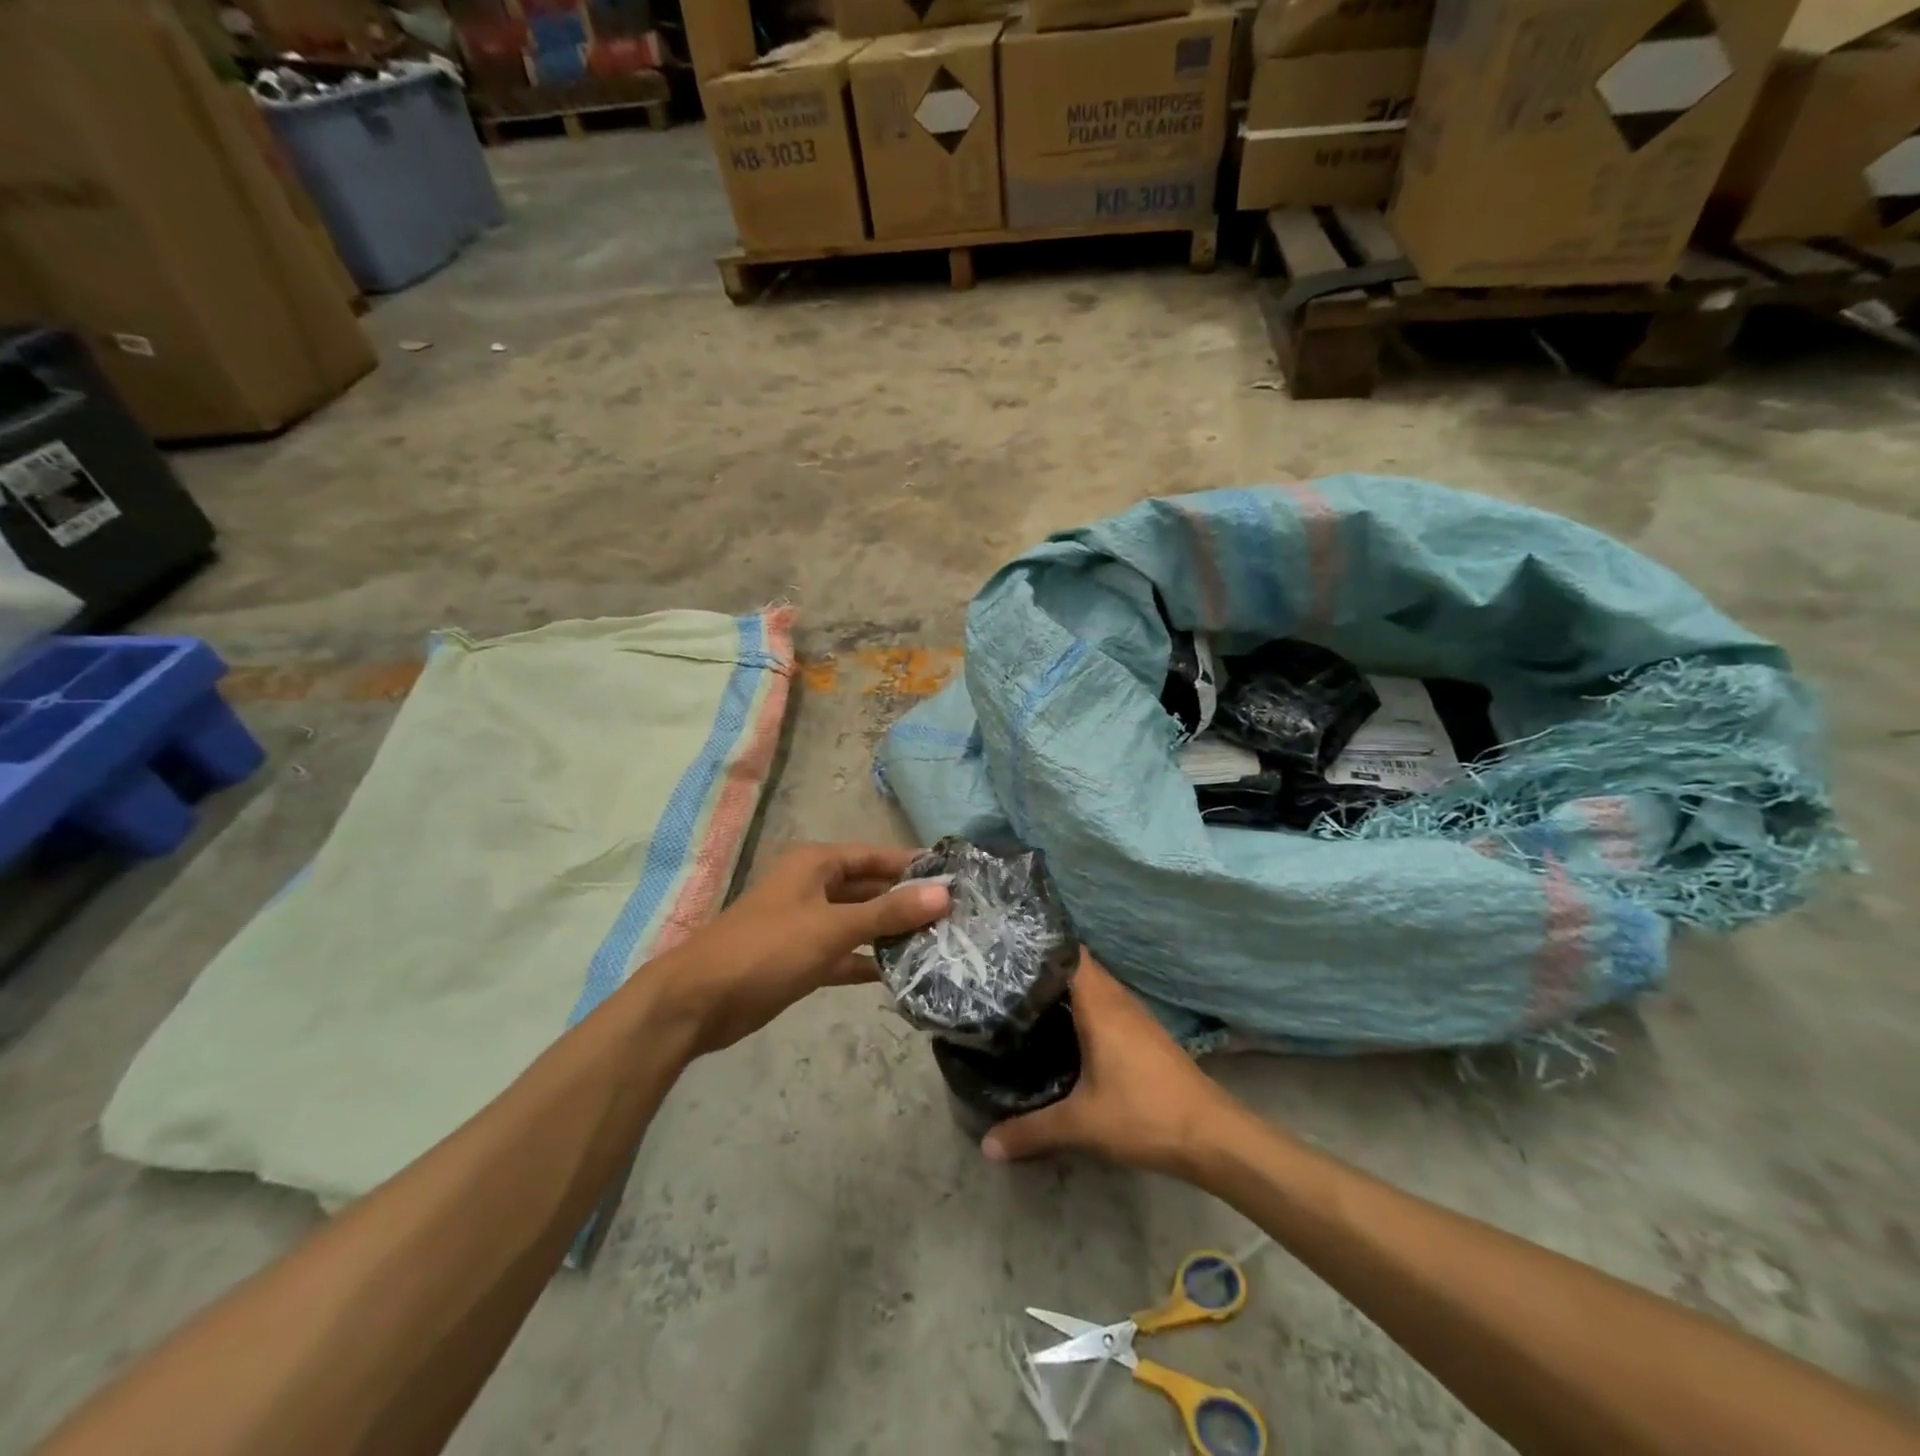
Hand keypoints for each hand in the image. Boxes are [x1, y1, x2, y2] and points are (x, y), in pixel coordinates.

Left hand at [651, 843, 949, 1055]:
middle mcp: (813, 887)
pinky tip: (901, 974)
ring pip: (859, 922)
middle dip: (907, 902)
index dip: (913, 866)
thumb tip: (944, 895)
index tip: (956, 878)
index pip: (876, 856)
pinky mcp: (801, 958)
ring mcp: (807, 924)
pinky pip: (844, 953)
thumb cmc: (766, 949)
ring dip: (891, 933)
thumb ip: (888, 911)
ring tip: (939, 944)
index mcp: (817, 864)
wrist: (698, 1002)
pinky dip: (868, 961)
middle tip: (955, 917)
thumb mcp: (832, 927)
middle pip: (870, 888)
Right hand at [981, 952, 1232, 1175]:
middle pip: (1079, 968)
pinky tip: (1067, 1031)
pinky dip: (1085, 1009)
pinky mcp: (1146, 1035)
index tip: (1007, 947)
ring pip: (1095, 988)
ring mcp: (1136, 1016)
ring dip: (1067, 990)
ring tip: (1027, 998)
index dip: (1040, 945)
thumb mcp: (1081, 1125)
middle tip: (1004, 976)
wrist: (1212, 1136)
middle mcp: (1118, 1000)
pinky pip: (1108, 1006)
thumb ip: (1031, 1131)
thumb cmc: (1144, 1114)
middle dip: (1045, 970)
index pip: (1069, 952)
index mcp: (1100, 1004)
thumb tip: (987, 1145)